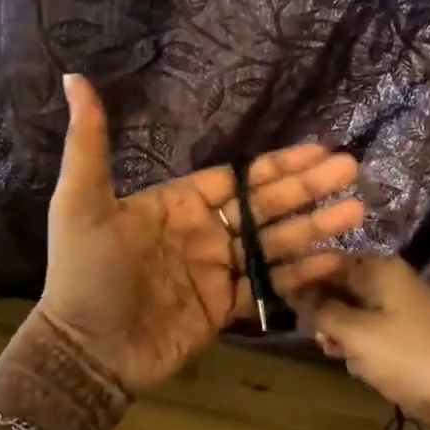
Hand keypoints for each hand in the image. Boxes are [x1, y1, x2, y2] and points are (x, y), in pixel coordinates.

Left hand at [37, 75, 364, 393]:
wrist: (85, 351)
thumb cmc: (84, 272)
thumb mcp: (81, 201)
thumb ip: (89, 143)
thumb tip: (73, 78)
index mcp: (178, 204)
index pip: (238, 178)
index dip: (278, 164)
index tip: (318, 149)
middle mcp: (204, 233)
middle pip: (265, 205)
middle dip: (307, 187)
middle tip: (351, 170)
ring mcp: (217, 271)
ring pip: (274, 243)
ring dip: (314, 227)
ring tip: (356, 210)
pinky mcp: (223, 308)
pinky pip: (267, 287)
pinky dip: (300, 275)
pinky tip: (333, 259)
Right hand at [293, 254, 429, 429]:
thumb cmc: (410, 356)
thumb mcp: (357, 333)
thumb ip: (323, 311)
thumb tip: (297, 295)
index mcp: (379, 270)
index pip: (328, 262)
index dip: (302, 280)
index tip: (281, 303)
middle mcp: (390, 282)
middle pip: (340, 288)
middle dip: (324, 313)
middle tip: (320, 339)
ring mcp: (402, 310)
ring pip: (354, 314)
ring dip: (342, 335)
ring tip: (339, 355)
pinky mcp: (409, 337)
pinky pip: (372, 335)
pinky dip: (361, 349)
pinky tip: (359, 367)